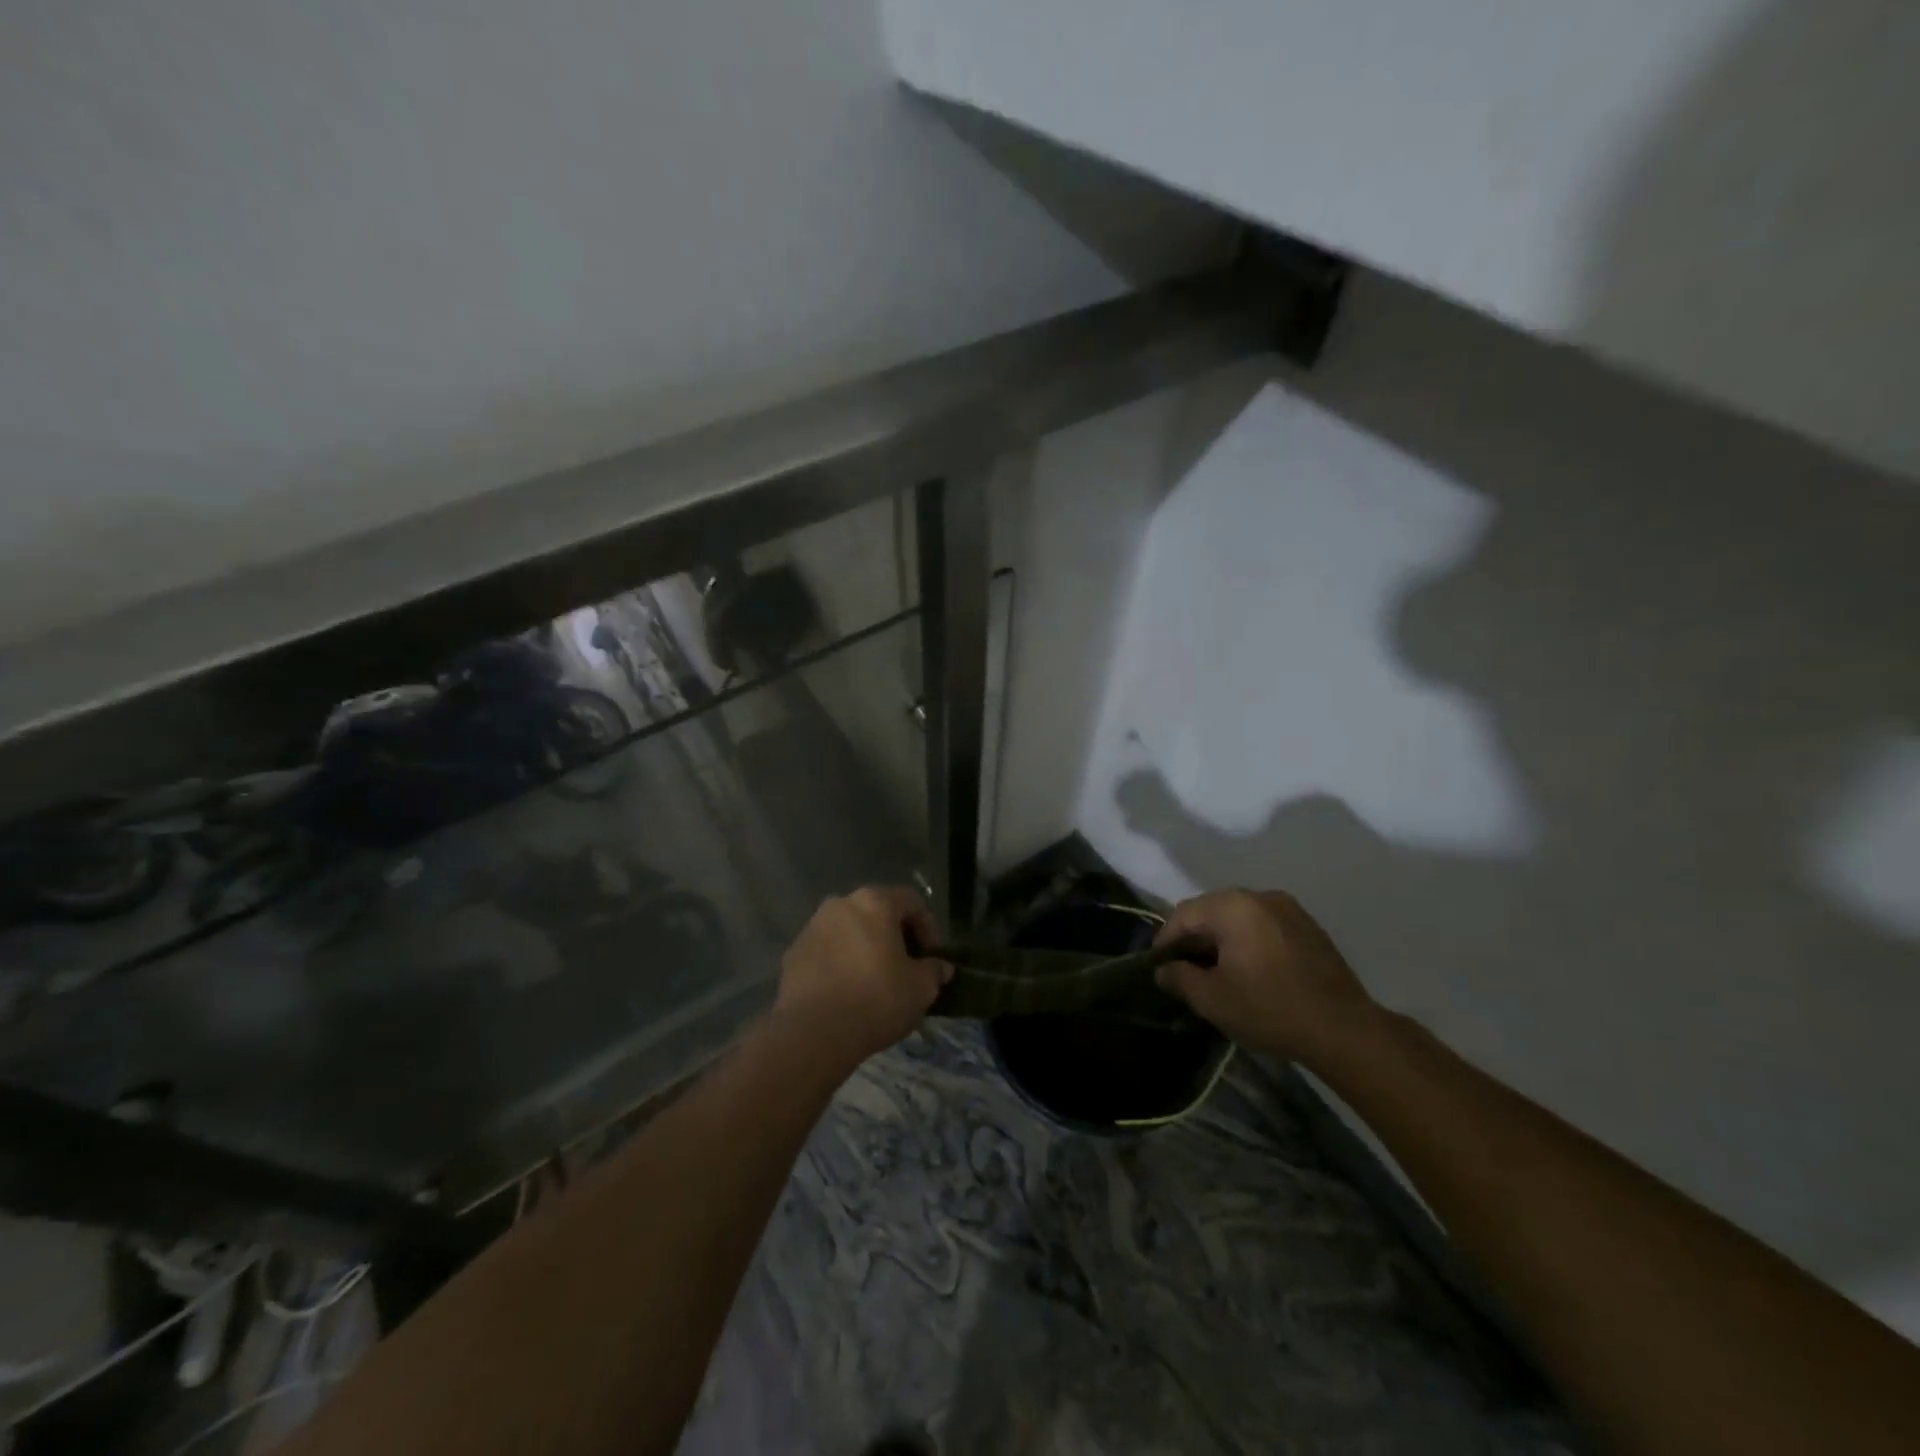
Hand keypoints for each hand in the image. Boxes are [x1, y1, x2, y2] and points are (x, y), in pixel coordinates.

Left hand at [772, 886, 950, 1073]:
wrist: (813, 1033)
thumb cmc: (876, 1000)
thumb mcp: (921, 989)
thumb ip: (934, 971)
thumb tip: (940, 967)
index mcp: (874, 902)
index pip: (911, 901)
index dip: (928, 926)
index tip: (931, 957)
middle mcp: (840, 904)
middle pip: (877, 912)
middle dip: (894, 936)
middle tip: (905, 967)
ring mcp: (812, 927)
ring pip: (849, 930)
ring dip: (865, 948)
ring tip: (874, 981)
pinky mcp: (793, 954)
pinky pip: (827, 950)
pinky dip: (840, 963)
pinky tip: (846, 992)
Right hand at [1152, 889, 1376, 1066]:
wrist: (1345, 1030)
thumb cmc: (1269, 1009)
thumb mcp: (1212, 999)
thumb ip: (1179, 978)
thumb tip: (1164, 969)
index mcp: (1233, 906)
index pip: (1184, 914)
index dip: (1166, 940)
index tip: (1159, 967)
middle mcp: (1260, 896)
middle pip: (1211, 910)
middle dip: (1194, 938)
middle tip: (1185, 970)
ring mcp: (1289, 909)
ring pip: (1239, 917)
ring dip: (1222, 940)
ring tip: (1216, 972)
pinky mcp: (1308, 927)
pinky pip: (1264, 926)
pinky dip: (1248, 941)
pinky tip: (1250, 971)